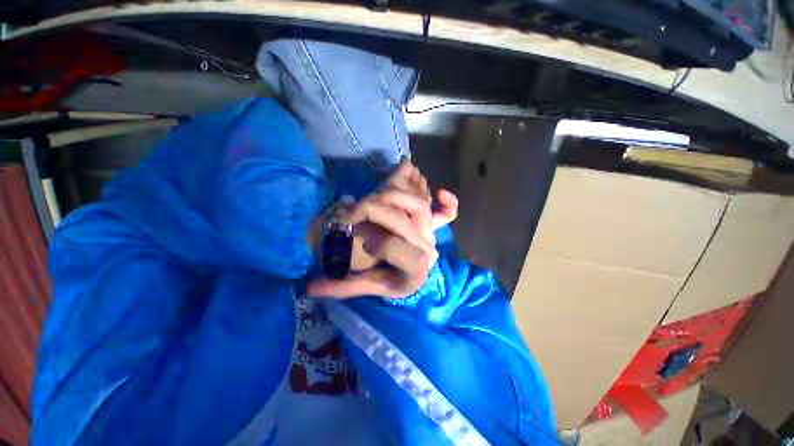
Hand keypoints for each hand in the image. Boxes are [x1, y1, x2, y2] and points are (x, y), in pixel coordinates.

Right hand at [308, 160, 457, 298]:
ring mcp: (433, 235)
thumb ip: (344, 286)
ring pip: (421, 206)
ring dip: (398, 193)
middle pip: (408, 220)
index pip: (400, 249)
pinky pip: (448, 214)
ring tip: (377, 193)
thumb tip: (311, 286)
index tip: (359, 238)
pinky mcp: (434, 226)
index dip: (382, 243)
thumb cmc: (391, 283)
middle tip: (356, 210)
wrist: (411, 279)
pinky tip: (441, 193)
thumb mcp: (369, 286)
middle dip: (379, 209)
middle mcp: (428, 251)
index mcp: (413, 273)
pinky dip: (448, 204)